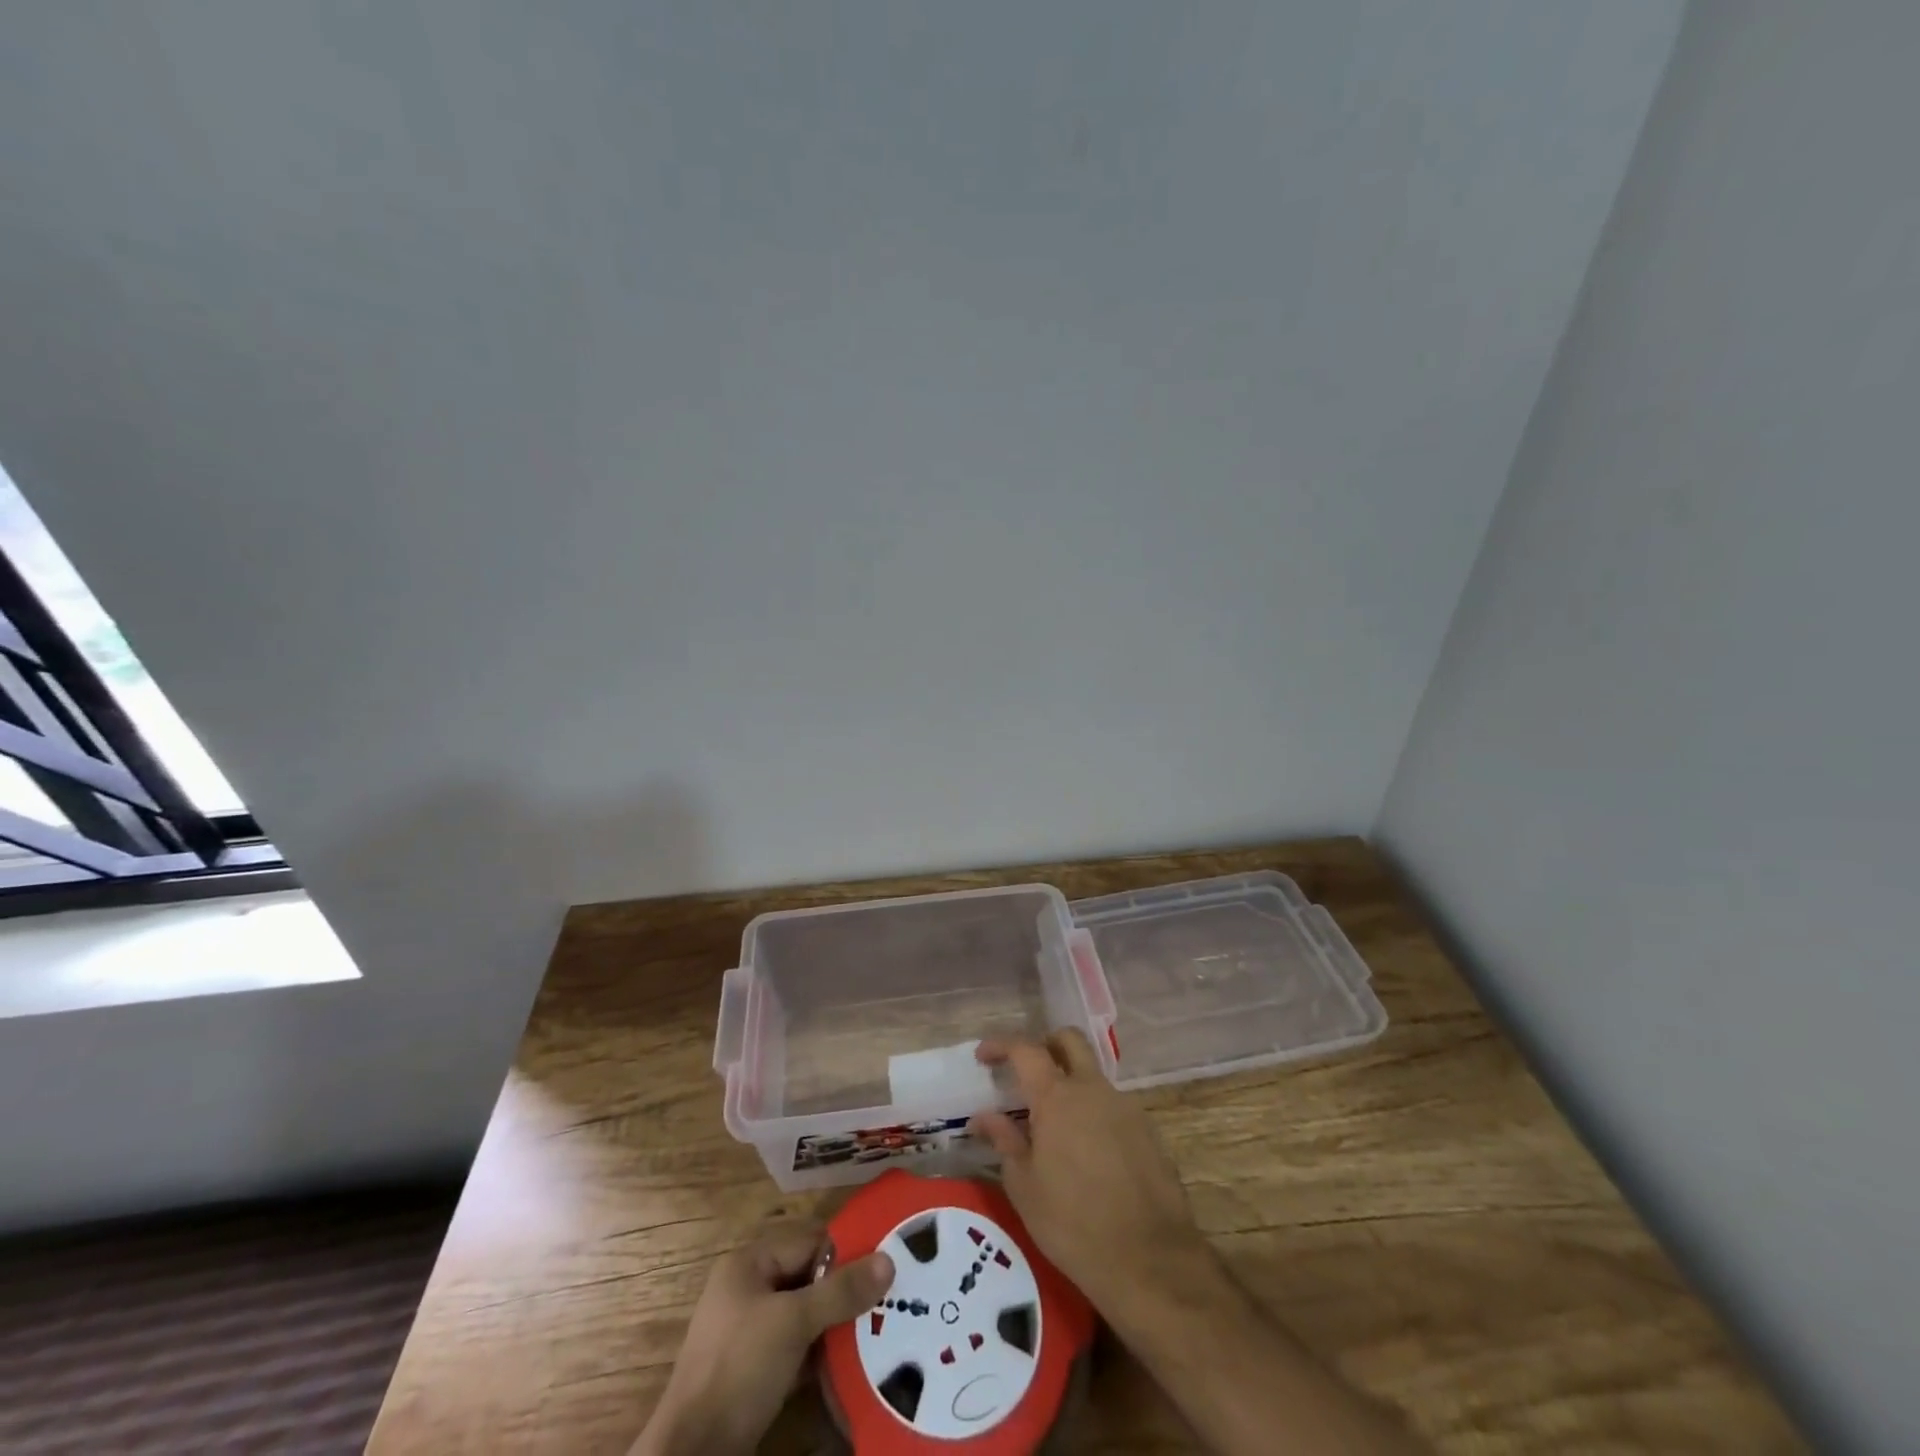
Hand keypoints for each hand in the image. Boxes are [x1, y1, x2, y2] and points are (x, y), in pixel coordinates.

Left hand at [633, 1224, 893, 1455]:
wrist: (693, 1454)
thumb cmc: (740, 1368)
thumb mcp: (793, 1323)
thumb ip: (840, 1291)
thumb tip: (889, 1260)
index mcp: (749, 1264)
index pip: (808, 1243)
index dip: (846, 1253)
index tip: (886, 1266)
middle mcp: (748, 1290)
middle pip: (807, 1278)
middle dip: (843, 1291)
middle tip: (888, 1300)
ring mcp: (748, 1333)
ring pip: (804, 1316)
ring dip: (835, 1324)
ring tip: (878, 1328)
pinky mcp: (753, 1372)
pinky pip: (795, 1348)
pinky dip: (820, 1353)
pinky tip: (850, 1362)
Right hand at [970, 1030, 1212, 1321]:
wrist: (1150, 1261)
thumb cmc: (1073, 1224)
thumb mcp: (1024, 1187)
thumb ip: (1004, 1141)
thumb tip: (983, 1116)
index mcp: (1057, 1097)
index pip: (1025, 1050)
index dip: (1001, 1045)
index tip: (983, 1056)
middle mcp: (1093, 1089)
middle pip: (1069, 1041)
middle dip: (1044, 1045)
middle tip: (1025, 1072)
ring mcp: (1125, 1106)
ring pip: (1092, 1075)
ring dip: (1071, 1083)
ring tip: (1054, 1124)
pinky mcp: (1148, 1130)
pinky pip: (1113, 1105)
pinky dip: (1093, 1112)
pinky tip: (1086, 1151)